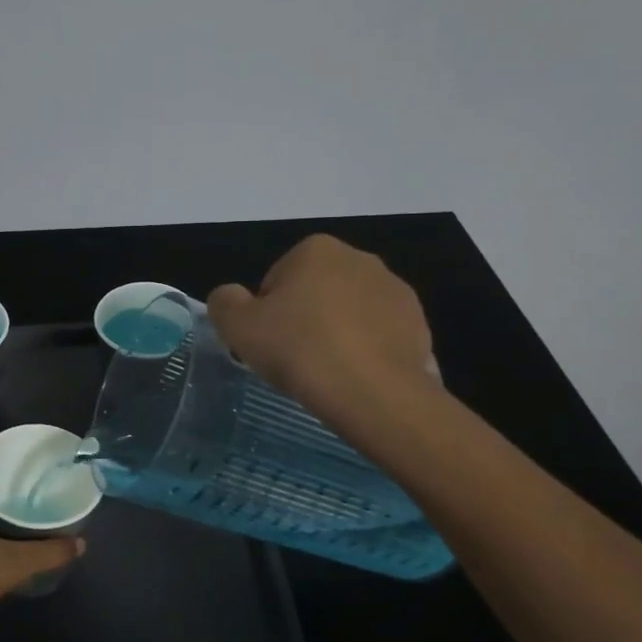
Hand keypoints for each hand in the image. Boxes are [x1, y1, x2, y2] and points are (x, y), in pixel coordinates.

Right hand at [207, 234, 437, 420]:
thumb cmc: (299, 350)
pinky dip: (365, 352)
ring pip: (349, 314)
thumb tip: (230, 296)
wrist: (372, 391)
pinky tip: (354, 378)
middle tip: (293, 360)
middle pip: (315, 293)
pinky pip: (378, 336)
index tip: (268, 344)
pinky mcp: (418, 323)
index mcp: (315, 250)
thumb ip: (224, 302)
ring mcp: (395, 290)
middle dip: (304, 320)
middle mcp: (360, 258)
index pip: (276, 281)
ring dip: (336, 335)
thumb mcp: (237, 326)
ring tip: (326, 373)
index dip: (266, 315)